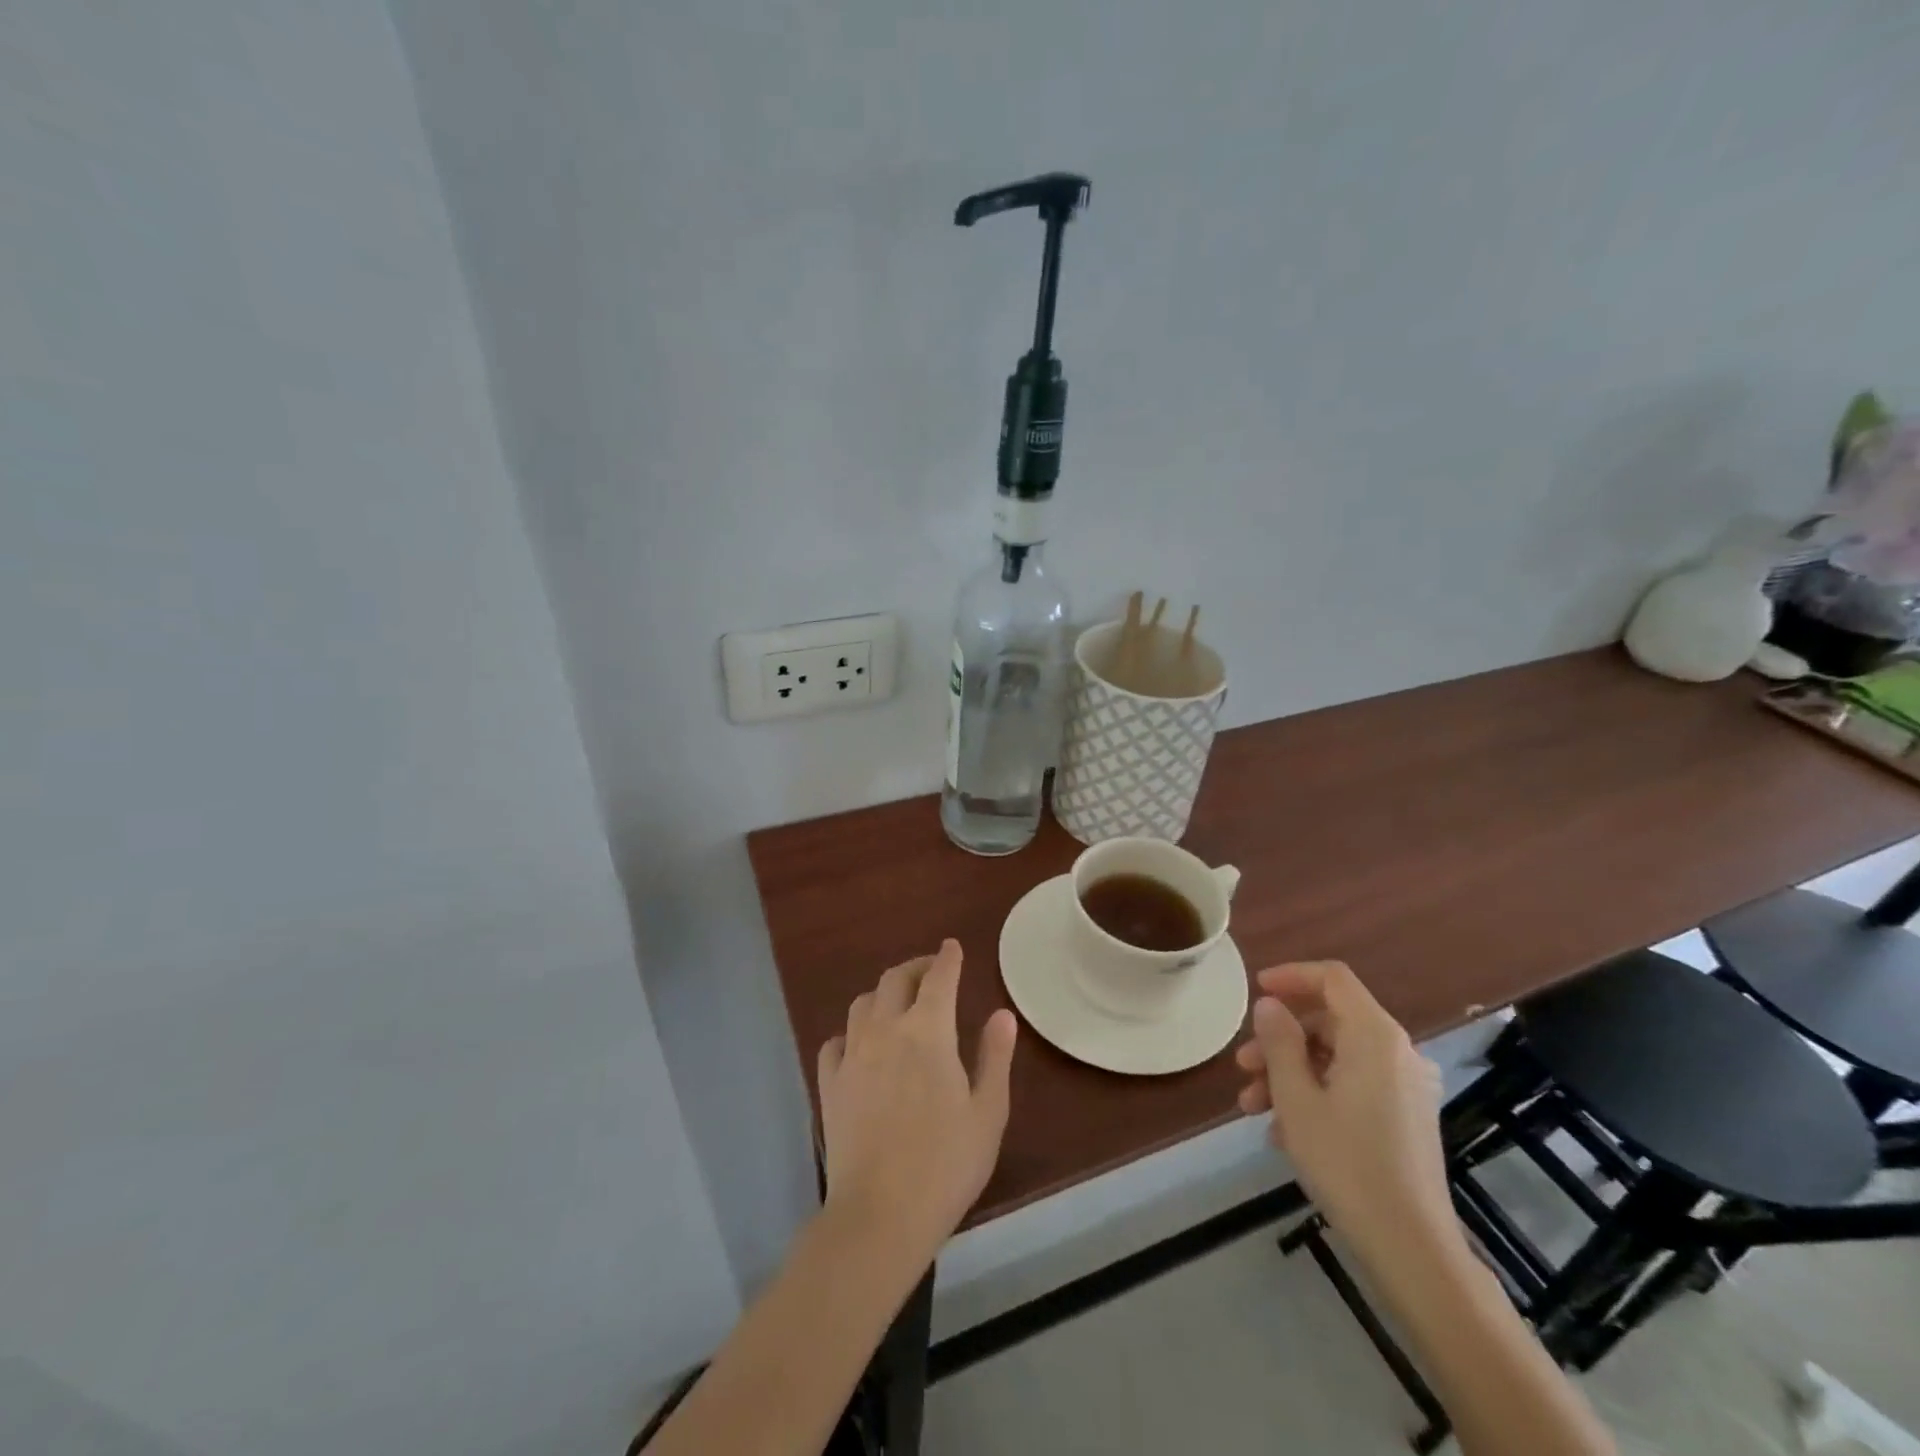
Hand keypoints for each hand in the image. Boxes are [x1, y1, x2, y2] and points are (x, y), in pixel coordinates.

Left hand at [817, 939, 1018, 1264]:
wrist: (880, 1214)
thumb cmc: (946, 1164)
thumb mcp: (987, 1112)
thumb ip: (994, 1056)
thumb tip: (1002, 1014)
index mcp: (929, 1031)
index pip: (938, 978)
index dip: (947, 958)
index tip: (952, 947)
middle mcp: (886, 1030)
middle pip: (895, 979)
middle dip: (915, 967)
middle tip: (930, 971)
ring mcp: (852, 1055)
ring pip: (862, 1004)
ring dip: (882, 994)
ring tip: (896, 1005)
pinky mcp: (829, 1084)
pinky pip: (834, 1042)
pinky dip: (850, 1033)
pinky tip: (858, 1046)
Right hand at [1234, 961, 1455, 1262]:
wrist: (1412, 1248)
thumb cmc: (1347, 1163)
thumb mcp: (1297, 1098)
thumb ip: (1280, 1042)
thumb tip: (1270, 1006)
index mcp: (1375, 1036)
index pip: (1332, 979)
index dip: (1291, 976)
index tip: (1256, 990)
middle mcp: (1397, 1052)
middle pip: (1330, 1022)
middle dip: (1280, 1040)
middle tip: (1243, 1067)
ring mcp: (1406, 1087)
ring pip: (1337, 1057)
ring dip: (1291, 1073)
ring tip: (1253, 1107)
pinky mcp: (1406, 1117)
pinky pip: (1353, 1085)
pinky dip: (1317, 1094)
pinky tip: (1285, 1131)